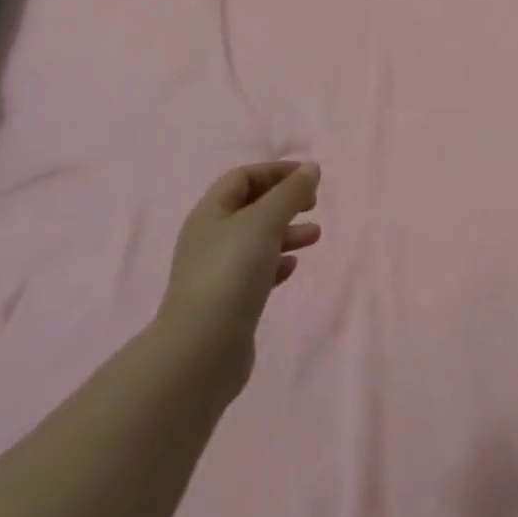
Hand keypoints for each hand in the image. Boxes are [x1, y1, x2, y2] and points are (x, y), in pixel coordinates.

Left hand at [159, 160, 321, 395]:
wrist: (202, 349)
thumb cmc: (231, 272)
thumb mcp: (264, 222)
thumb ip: (290, 193)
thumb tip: (311, 168)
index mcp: (210, 212)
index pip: (242, 177)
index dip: (275, 171)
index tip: (308, 176)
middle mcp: (209, 238)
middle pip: (249, 207)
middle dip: (283, 202)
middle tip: (313, 204)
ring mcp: (216, 272)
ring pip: (256, 240)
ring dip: (286, 232)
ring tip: (315, 236)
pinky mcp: (227, 302)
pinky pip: (255, 272)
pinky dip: (276, 263)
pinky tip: (292, 267)